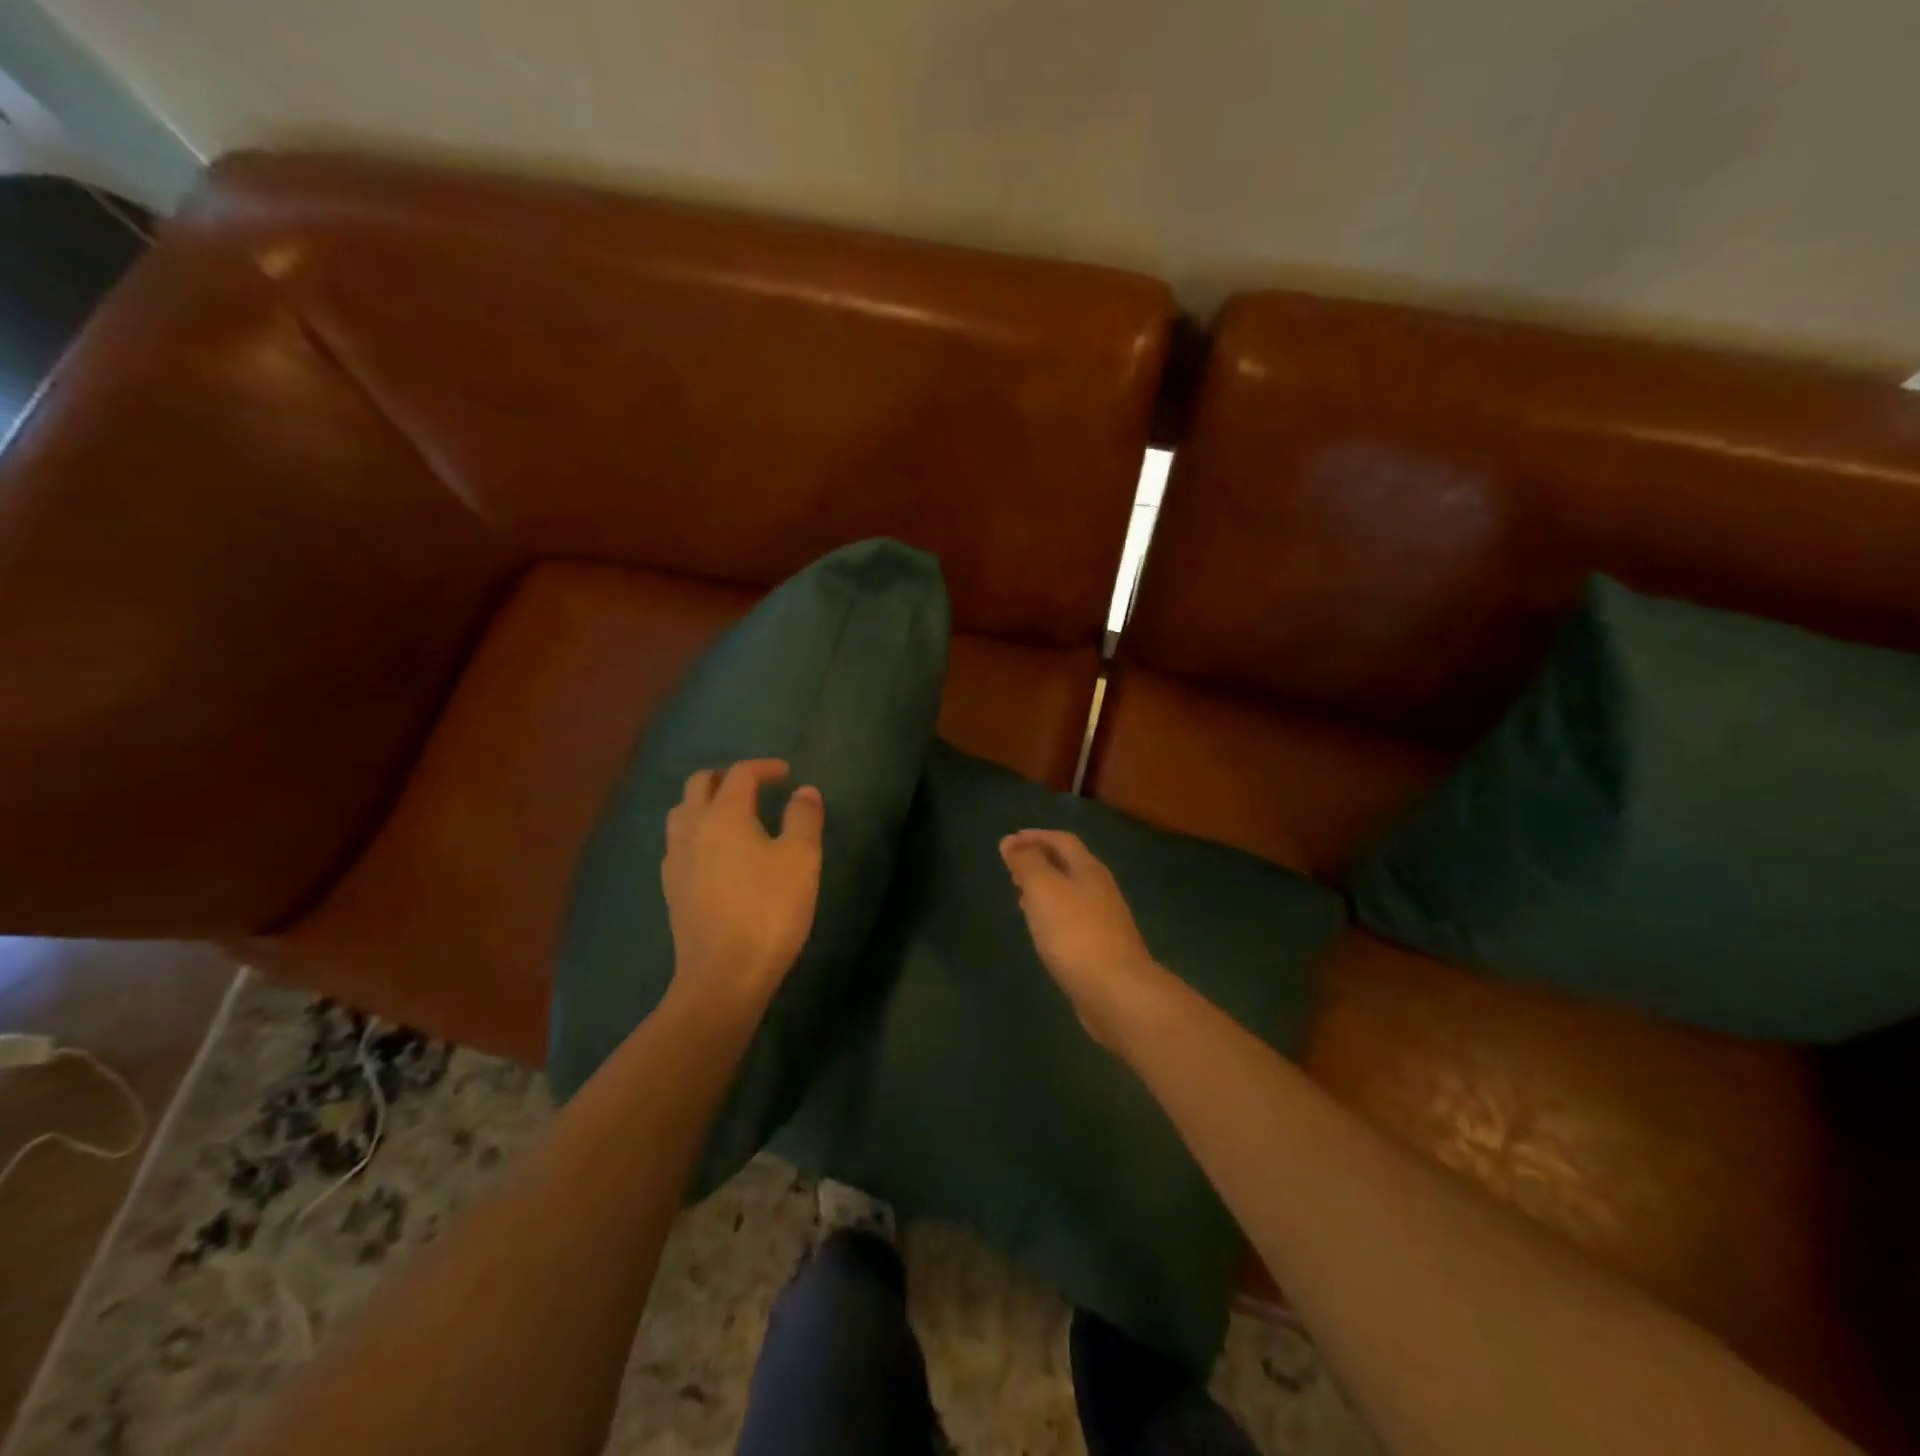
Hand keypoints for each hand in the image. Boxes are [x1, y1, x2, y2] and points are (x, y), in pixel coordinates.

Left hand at [663, 759, 822, 1018]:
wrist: (723, 975)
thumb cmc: (768, 910)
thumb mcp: (801, 860)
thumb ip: (804, 818)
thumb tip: (804, 791)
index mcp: (724, 816)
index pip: (739, 775)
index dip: (763, 767)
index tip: (786, 774)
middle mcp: (692, 829)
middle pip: (700, 785)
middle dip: (727, 778)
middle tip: (756, 787)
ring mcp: (676, 860)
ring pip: (682, 813)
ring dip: (706, 803)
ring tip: (734, 816)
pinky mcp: (672, 889)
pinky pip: (679, 844)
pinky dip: (697, 833)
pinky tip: (716, 855)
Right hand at [1000, 829, 1170, 1051]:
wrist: (1117, 992)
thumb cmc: (1075, 934)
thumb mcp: (1044, 890)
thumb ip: (1026, 863)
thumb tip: (1010, 841)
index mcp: (1089, 870)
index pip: (1062, 840)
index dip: (1035, 837)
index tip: (1008, 843)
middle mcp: (1100, 889)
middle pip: (1069, 865)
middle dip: (1040, 861)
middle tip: (1011, 868)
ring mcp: (1104, 920)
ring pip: (1070, 893)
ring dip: (1045, 889)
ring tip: (1019, 896)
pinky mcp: (1102, 947)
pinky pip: (1072, 919)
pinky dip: (1052, 915)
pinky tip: (1041, 931)